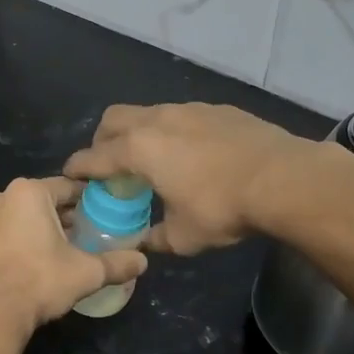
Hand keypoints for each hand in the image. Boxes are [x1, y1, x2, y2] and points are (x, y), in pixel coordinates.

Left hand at [0, 177, 147, 333]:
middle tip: (81, 237)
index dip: (87, 201)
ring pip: (16, 217)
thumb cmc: (40, 282)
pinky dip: (12, 242)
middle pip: (40, 201)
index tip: (101, 216)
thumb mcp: (86, 273)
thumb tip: (143, 262)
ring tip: (53, 253)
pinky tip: (24, 264)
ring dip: (34, 228)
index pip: (67, 188)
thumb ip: (117, 263)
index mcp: (28, 192)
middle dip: (60, 216)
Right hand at [64, 103, 315, 255]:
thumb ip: (155, 239)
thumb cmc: (223, 208)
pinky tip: (191, 153)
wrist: (283, 178)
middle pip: (113, 120)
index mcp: (139, 150)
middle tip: (109, 165)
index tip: (70, 175)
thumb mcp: (184, 236)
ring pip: (147, 112)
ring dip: (138, 132)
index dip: (78, 167)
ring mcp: (188, 110)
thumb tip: (142, 244)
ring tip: (152, 158)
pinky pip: (180, 115)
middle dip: (102, 141)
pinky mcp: (216, 109)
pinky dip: (171, 131)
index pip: (94, 156)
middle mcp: (157, 121)